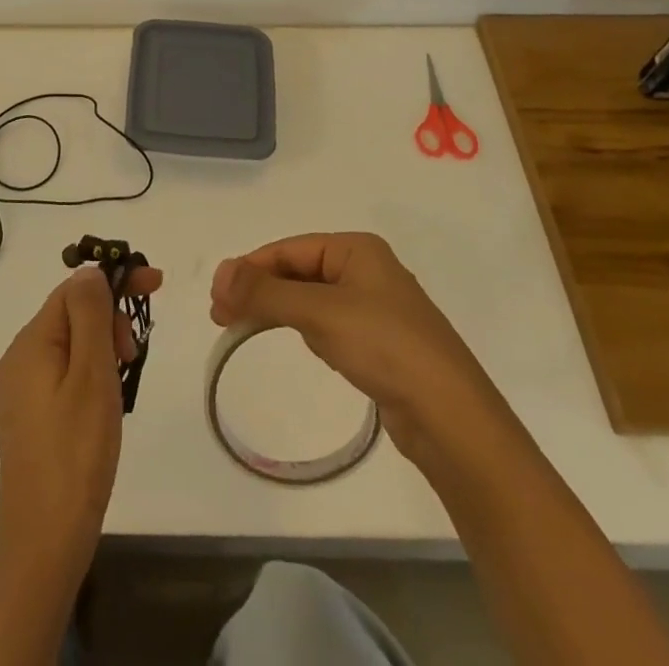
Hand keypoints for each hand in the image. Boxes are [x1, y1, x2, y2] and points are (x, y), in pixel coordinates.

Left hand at [0, 264, 162, 584]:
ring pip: (70, 345)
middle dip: (109, 320)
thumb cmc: (75, 454)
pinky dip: (90, 373)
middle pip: (70, 314)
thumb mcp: (91, 376)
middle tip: (133, 357)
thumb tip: (90, 270)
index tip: (154, 285)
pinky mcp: (27, 418)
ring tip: (122, 385)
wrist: (44, 545)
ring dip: (102, 349)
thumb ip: (91, 315)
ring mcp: (19, 391)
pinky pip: (63, 373)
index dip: (113, 281)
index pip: (74, 289)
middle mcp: (17, 359)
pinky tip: (105, 404)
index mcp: (29, 343)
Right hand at [209, 232, 484, 460]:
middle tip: (221, 317)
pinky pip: (329, 324)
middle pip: (298, 272)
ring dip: (278, 309)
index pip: (289, 249)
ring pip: (311, 299)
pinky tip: (299, 343)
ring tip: (244, 328)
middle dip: (260, 290)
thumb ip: (266, 292)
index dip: (249, 269)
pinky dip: (305, 329)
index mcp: (357, 249)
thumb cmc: (385, 347)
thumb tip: (219, 273)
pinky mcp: (380, 344)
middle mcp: (367, 270)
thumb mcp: (319, 312)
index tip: (216, 297)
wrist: (452, 419)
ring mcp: (376, 308)